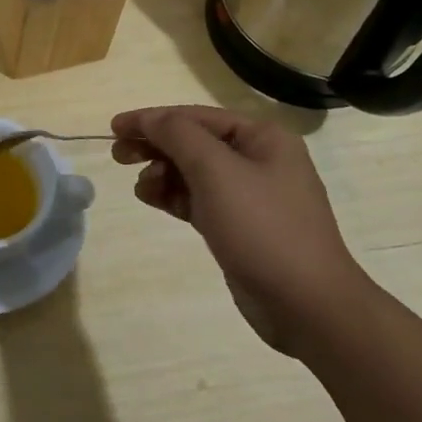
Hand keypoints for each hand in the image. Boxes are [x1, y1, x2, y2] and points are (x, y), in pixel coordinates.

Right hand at [112, 105, 373, 355]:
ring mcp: (250, 195)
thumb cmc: (262, 228)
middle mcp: (259, 159)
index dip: (152, 119)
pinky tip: (152, 199)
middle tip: (118, 155)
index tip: (114, 127)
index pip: (196, 116)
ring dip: (162, 173)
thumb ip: (179, 136)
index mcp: (262, 137)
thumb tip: (150, 119)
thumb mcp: (217, 172)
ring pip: (193, 172)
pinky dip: (174, 196)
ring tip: (140, 187)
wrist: (307, 305)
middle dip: (155, 146)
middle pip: (194, 142)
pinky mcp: (240, 226)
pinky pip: (198, 199)